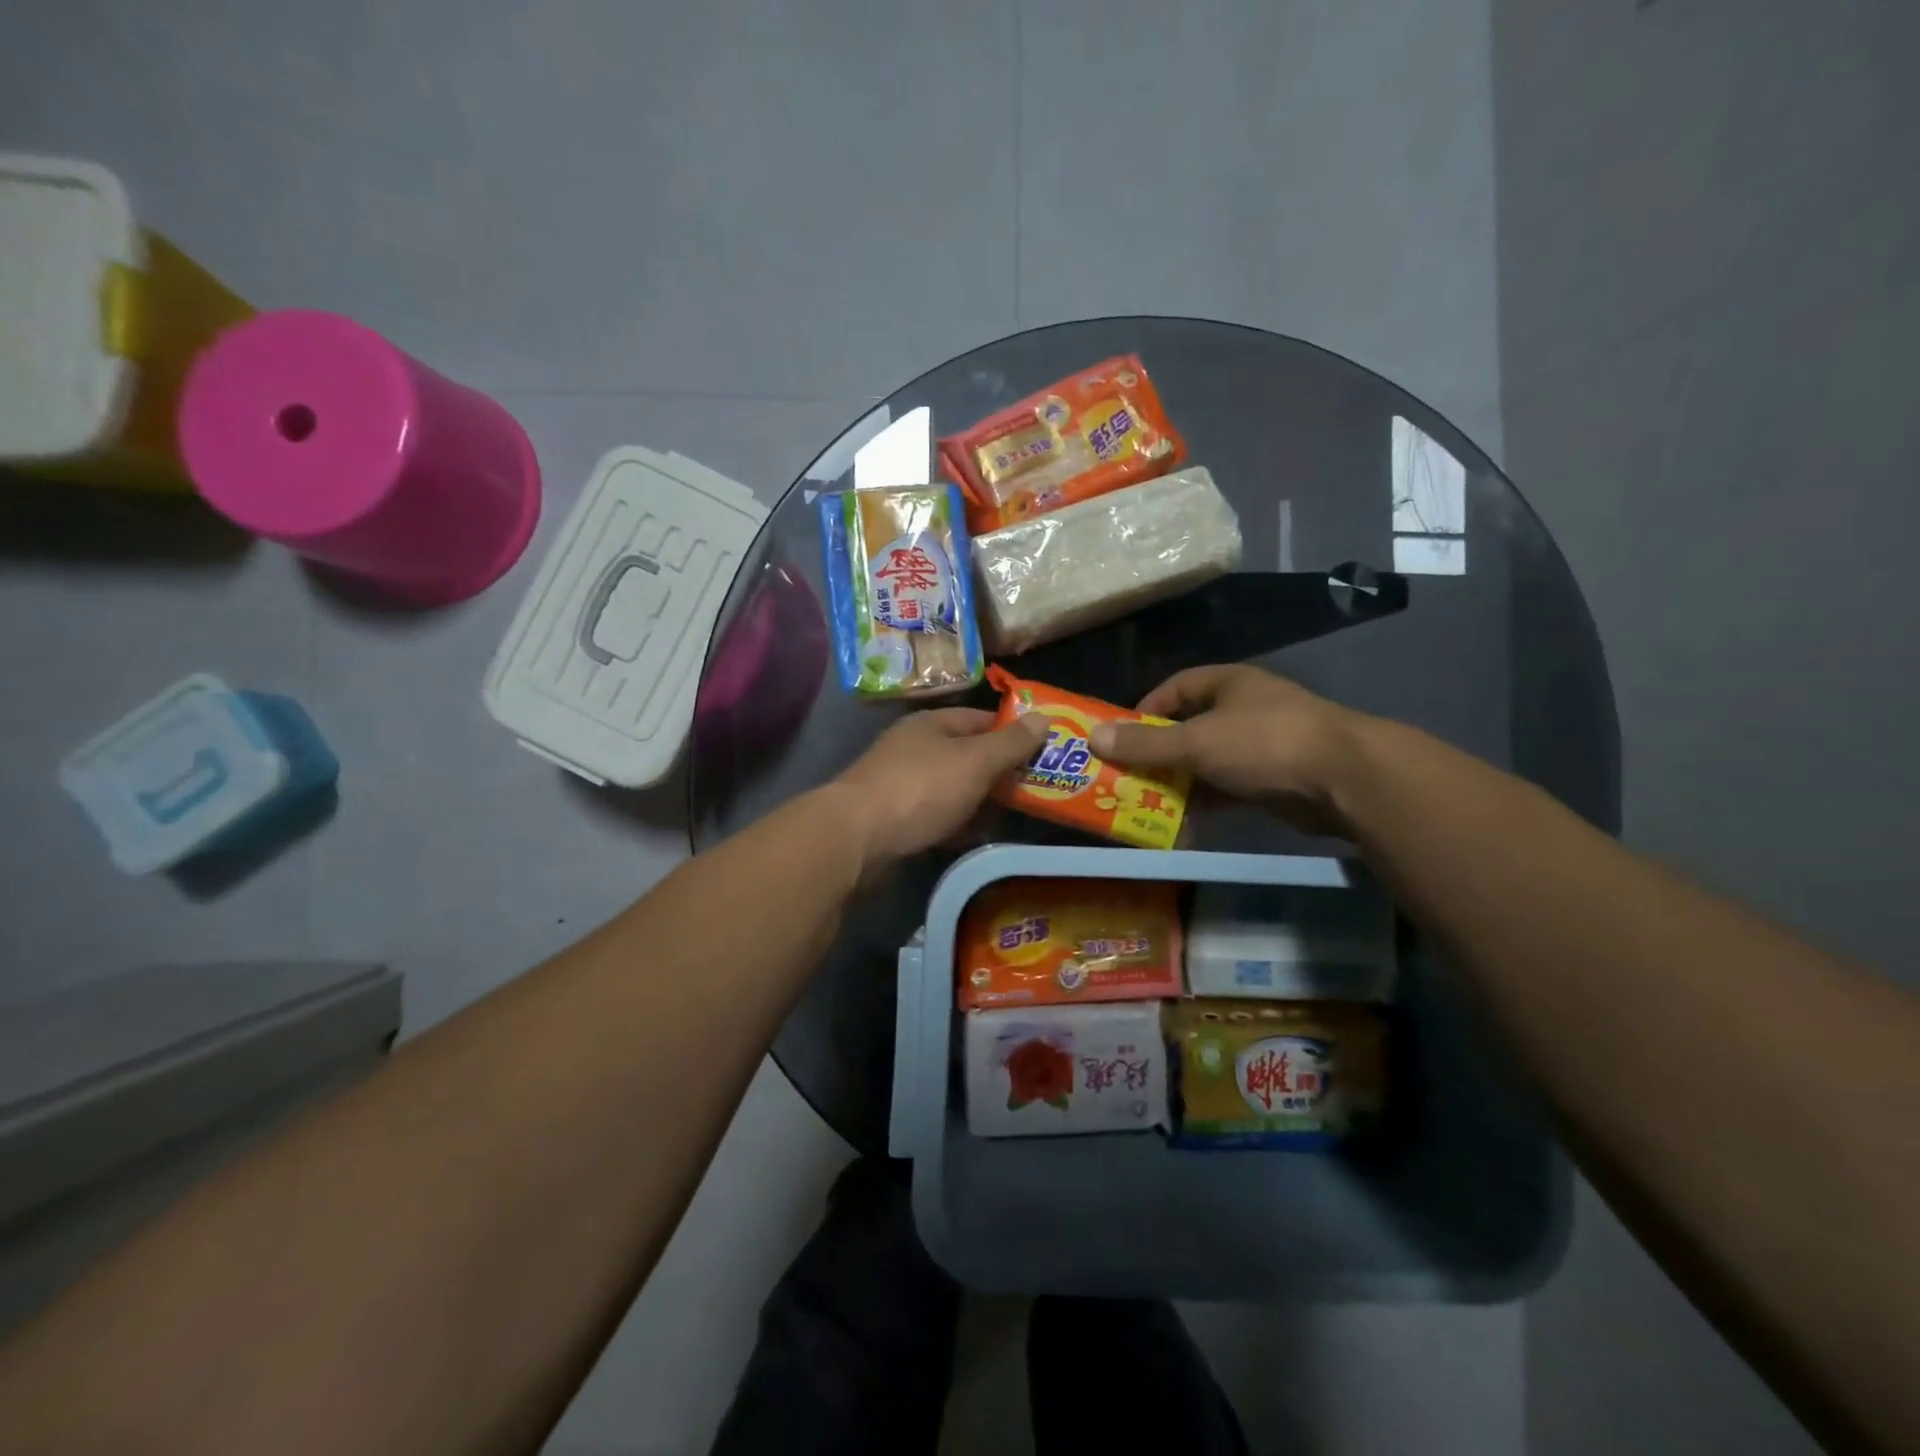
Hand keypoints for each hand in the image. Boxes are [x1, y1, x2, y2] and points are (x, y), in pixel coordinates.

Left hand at [832, 707, 1047, 874]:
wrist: (856, 839)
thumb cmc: (921, 789)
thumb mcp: (974, 761)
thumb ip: (1011, 743)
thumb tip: (1045, 717)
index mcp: (932, 724)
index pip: (982, 719)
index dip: (1014, 732)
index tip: (1045, 752)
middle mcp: (915, 748)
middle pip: (968, 755)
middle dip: (1001, 772)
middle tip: (1039, 790)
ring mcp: (903, 784)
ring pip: (954, 788)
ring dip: (982, 801)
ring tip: (1017, 817)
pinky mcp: (896, 819)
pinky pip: (938, 816)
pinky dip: (959, 824)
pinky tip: (978, 837)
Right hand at [1087, 665, 1369, 836]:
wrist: (1346, 780)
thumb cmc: (1264, 743)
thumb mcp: (1196, 742)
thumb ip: (1145, 743)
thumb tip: (1093, 737)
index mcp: (1228, 684)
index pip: (1175, 688)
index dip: (1144, 709)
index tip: (1119, 736)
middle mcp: (1243, 710)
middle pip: (1188, 728)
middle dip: (1157, 753)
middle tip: (1125, 776)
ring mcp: (1261, 746)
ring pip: (1207, 762)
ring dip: (1179, 782)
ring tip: (1145, 804)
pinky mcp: (1273, 780)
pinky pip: (1227, 789)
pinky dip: (1205, 803)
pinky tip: (1181, 823)